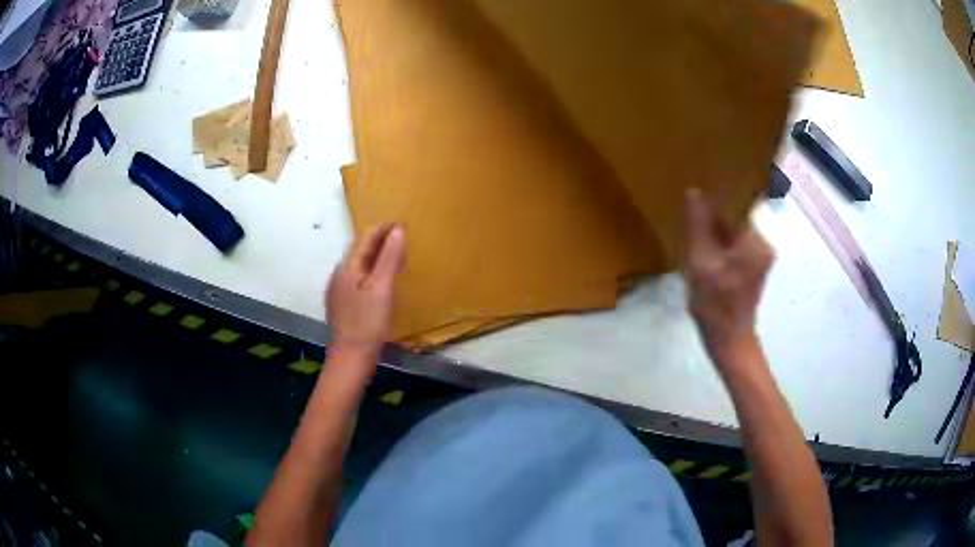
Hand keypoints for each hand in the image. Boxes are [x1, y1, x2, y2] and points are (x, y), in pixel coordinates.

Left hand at [326, 224, 405, 357]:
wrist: (350, 359)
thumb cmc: (367, 324)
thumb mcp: (382, 289)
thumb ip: (389, 258)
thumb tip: (397, 230)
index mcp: (347, 267)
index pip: (366, 237)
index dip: (384, 229)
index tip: (403, 225)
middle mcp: (339, 274)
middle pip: (360, 250)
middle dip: (380, 242)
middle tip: (403, 242)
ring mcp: (338, 290)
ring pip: (358, 265)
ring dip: (376, 258)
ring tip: (396, 259)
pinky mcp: (341, 304)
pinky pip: (357, 279)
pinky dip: (371, 273)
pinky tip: (380, 284)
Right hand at [682, 188, 772, 359]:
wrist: (729, 341)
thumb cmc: (716, 305)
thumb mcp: (700, 263)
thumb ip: (697, 227)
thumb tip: (693, 192)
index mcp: (755, 239)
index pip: (740, 201)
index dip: (719, 192)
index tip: (700, 184)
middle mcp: (762, 242)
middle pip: (737, 214)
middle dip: (715, 210)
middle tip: (691, 204)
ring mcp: (759, 254)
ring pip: (734, 229)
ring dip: (716, 226)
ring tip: (694, 222)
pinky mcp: (753, 264)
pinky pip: (734, 242)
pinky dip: (719, 241)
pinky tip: (702, 244)